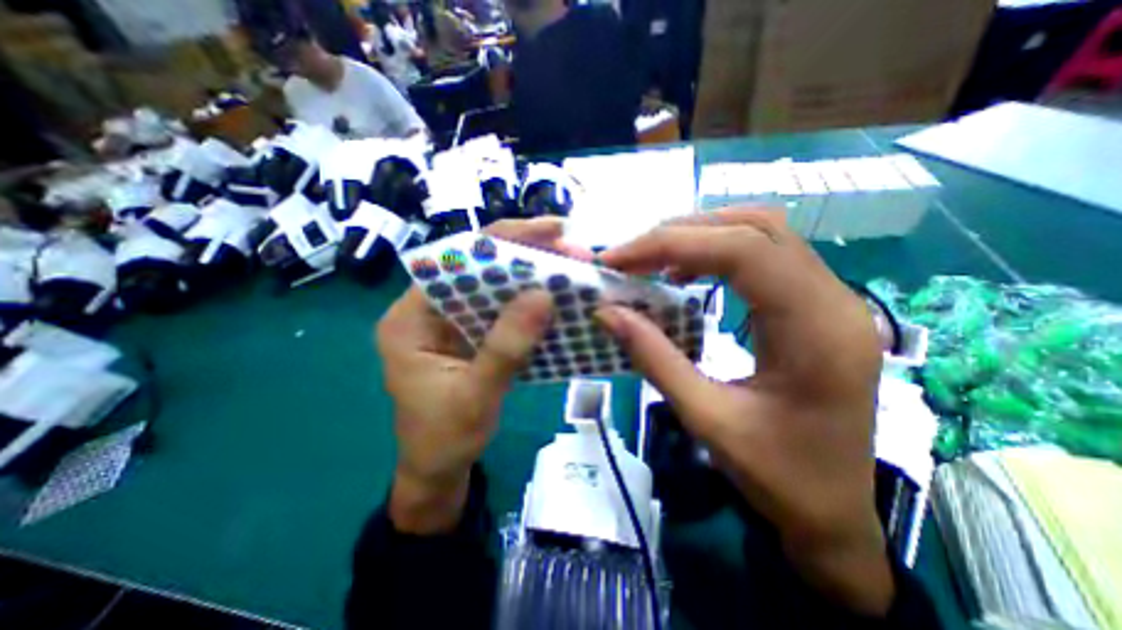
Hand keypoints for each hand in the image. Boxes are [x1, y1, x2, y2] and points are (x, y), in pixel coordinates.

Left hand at [379, 220, 588, 534]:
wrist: (438, 473)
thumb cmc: (444, 440)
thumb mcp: (475, 396)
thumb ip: (506, 346)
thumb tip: (543, 294)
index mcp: (410, 317)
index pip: (457, 261)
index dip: (503, 240)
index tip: (549, 230)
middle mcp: (429, 310)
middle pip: (481, 270)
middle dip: (526, 257)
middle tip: (571, 250)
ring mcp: (453, 323)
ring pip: (496, 289)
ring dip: (533, 279)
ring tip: (570, 269)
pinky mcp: (473, 337)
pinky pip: (504, 312)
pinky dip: (530, 305)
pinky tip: (556, 300)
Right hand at [596, 209, 896, 614]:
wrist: (834, 513)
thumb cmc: (778, 477)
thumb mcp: (706, 419)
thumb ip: (654, 358)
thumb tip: (607, 312)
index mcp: (816, 330)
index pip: (743, 250)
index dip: (672, 243)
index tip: (618, 258)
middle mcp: (833, 300)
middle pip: (754, 229)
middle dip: (681, 233)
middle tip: (630, 255)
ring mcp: (830, 299)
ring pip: (761, 234)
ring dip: (700, 237)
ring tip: (652, 258)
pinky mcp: (814, 306)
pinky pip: (765, 257)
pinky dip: (716, 253)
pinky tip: (685, 271)